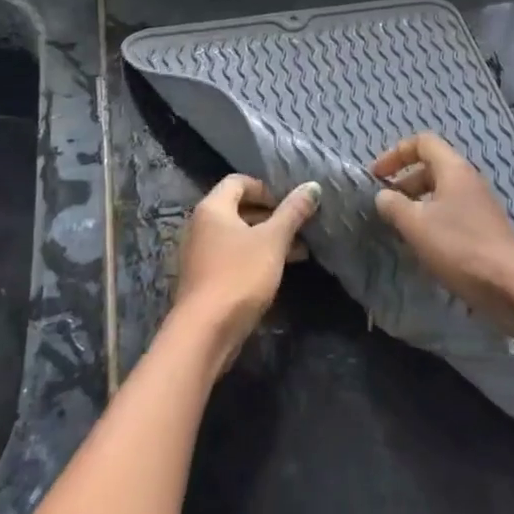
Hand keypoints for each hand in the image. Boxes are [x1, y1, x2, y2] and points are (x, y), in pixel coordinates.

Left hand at [173, 174, 318, 366]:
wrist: (205, 332)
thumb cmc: (239, 275)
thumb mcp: (273, 240)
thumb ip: (293, 212)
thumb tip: (312, 186)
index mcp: (213, 208)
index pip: (238, 181)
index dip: (265, 188)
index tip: (288, 204)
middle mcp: (201, 225)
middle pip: (238, 208)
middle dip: (271, 216)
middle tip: (298, 227)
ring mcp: (200, 253)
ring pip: (238, 235)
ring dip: (267, 239)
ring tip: (299, 252)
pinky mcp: (205, 278)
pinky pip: (233, 256)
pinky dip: (255, 257)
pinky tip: (278, 271)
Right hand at [371, 133, 513, 335]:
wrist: (510, 286)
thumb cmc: (459, 247)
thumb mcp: (416, 225)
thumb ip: (394, 205)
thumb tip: (383, 196)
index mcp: (454, 169)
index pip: (422, 142)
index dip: (396, 153)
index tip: (377, 176)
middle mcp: (469, 179)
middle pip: (432, 166)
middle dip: (404, 180)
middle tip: (385, 204)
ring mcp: (480, 204)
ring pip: (441, 191)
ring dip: (417, 202)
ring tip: (400, 226)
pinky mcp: (484, 227)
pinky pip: (452, 211)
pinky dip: (432, 219)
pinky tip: (423, 244)